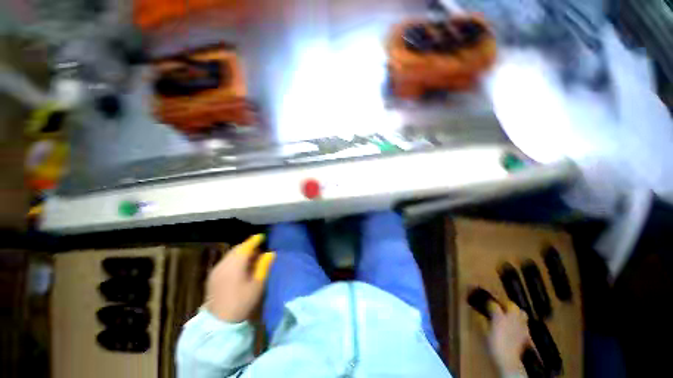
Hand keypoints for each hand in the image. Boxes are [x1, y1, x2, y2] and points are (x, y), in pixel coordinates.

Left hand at [205, 234, 275, 322]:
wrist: (219, 323)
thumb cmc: (242, 302)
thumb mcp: (258, 284)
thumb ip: (264, 266)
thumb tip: (270, 253)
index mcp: (236, 263)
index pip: (247, 246)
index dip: (255, 240)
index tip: (262, 237)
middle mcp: (224, 263)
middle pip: (238, 249)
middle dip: (248, 246)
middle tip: (259, 250)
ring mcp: (216, 270)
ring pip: (231, 255)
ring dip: (241, 253)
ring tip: (251, 258)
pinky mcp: (212, 277)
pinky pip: (225, 261)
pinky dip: (234, 259)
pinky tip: (240, 267)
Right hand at [487, 301, 532, 374]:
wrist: (508, 359)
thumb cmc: (493, 344)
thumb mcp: (484, 332)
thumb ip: (483, 320)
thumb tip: (480, 313)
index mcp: (499, 317)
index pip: (494, 304)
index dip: (489, 303)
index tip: (485, 303)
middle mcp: (511, 318)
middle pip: (512, 305)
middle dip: (506, 304)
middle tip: (500, 306)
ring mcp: (520, 325)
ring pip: (521, 312)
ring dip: (516, 311)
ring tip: (510, 314)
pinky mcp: (526, 333)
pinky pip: (524, 322)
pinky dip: (521, 321)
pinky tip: (516, 325)